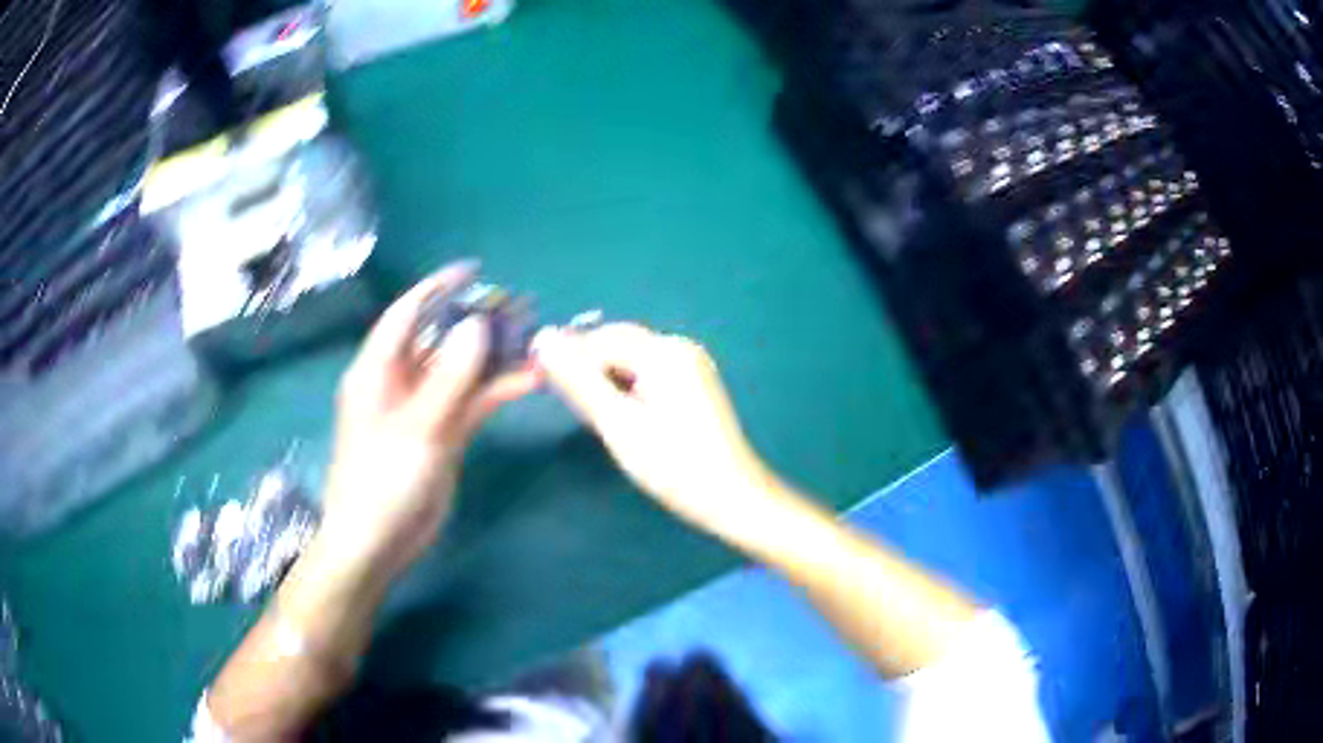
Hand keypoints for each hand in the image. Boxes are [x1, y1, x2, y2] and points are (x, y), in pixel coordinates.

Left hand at [318, 262, 538, 580]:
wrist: (378, 543)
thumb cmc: (382, 482)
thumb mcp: (416, 428)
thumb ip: (449, 378)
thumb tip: (475, 325)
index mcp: (377, 371)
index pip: (407, 315)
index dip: (437, 288)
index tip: (474, 270)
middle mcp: (399, 382)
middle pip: (440, 339)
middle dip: (476, 321)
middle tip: (519, 307)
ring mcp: (423, 408)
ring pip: (461, 370)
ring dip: (493, 358)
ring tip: (535, 340)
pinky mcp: (442, 433)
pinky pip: (471, 401)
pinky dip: (496, 391)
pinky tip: (529, 381)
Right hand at [532, 323, 777, 536]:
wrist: (732, 497)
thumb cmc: (673, 464)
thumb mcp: (618, 423)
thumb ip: (578, 380)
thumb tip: (542, 338)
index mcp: (663, 351)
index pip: (599, 339)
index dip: (567, 358)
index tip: (539, 383)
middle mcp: (679, 347)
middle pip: (617, 344)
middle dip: (588, 370)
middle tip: (570, 407)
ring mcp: (691, 365)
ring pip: (631, 361)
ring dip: (606, 381)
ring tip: (597, 418)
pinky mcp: (694, 385)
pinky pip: (648, 374)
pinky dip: (628, 390)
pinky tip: (623, 418)